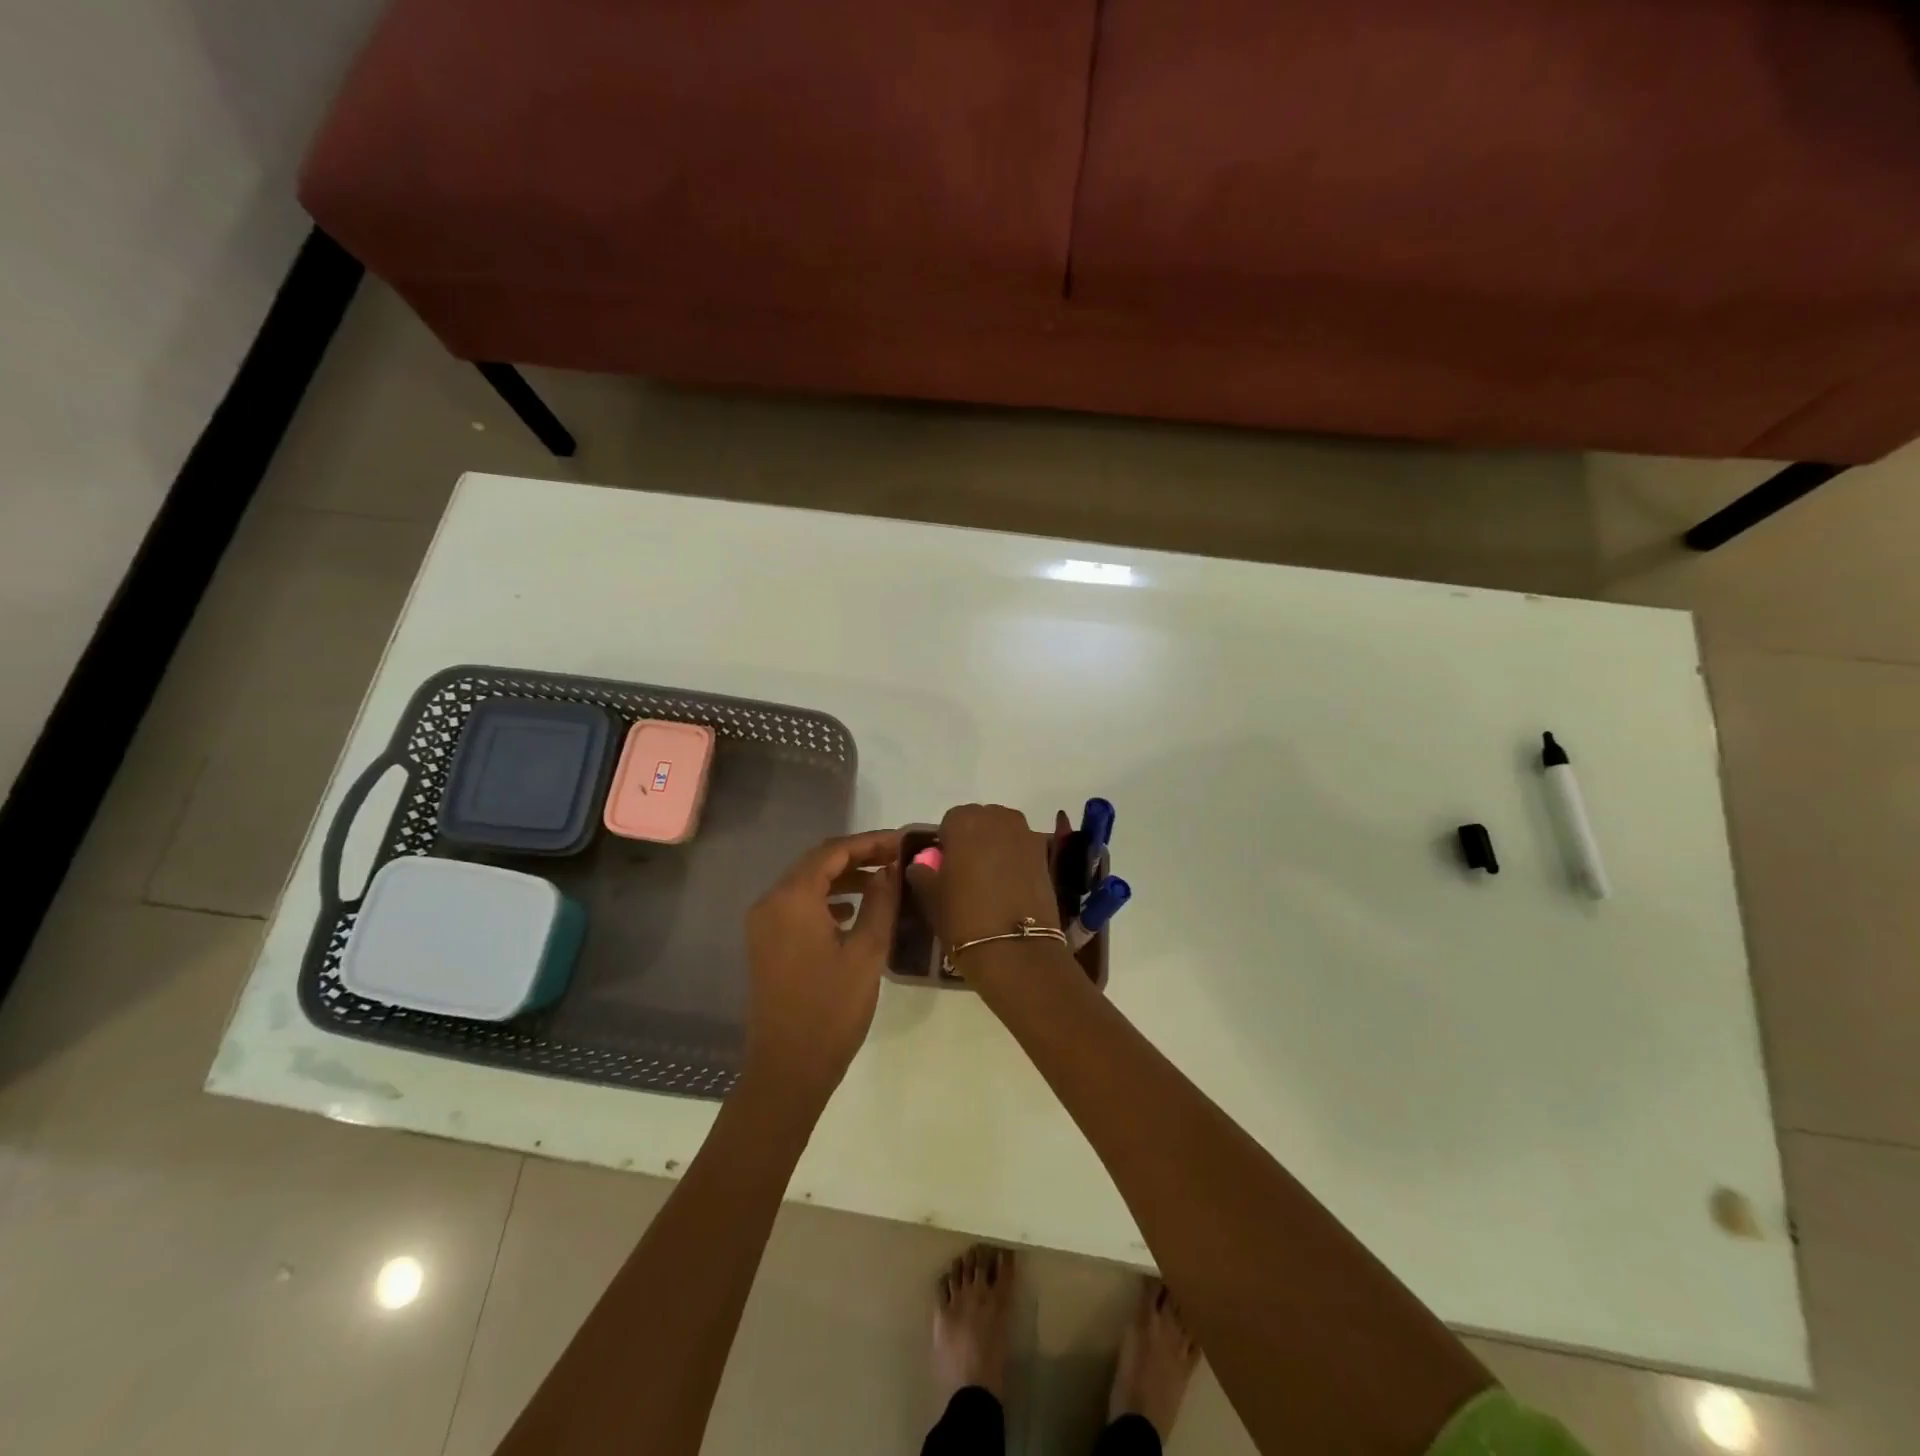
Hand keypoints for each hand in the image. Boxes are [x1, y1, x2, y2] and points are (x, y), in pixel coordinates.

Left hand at [743, 829, 901, 1101]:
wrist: (787, 1069)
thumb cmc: (831, 1009)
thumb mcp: (867, 952)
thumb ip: (880, 901)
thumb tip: (890, 868)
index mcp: (792, 898)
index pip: (833, 851)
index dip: (870, 842)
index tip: (903, 843)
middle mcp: (771, 902)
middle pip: (817, 862)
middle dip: (858, 856)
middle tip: (897, 858)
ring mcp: (764, 924)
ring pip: (807, 883)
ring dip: (844, 877)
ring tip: (884, 881)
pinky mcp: (767, 943)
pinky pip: (799, 906)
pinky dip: (827, 899)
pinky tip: (854, 911)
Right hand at [905, 805, 1063, 973]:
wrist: (1016, 949)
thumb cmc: (964, 918)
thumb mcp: (931, 897)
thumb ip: (923, 873)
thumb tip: (922, 865)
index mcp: (965, 822)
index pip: (951, 820)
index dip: (947, 841)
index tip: (945, 866)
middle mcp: (997, 819)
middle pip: (981, 820)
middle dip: (973, 838)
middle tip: (966, 870)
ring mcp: (1025, 835)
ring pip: (1004, 831)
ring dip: (996, 845)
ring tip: (989, 878)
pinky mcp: (1045, 855)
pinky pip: (1022, 847)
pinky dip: (1015, 858)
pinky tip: (1010, 885)